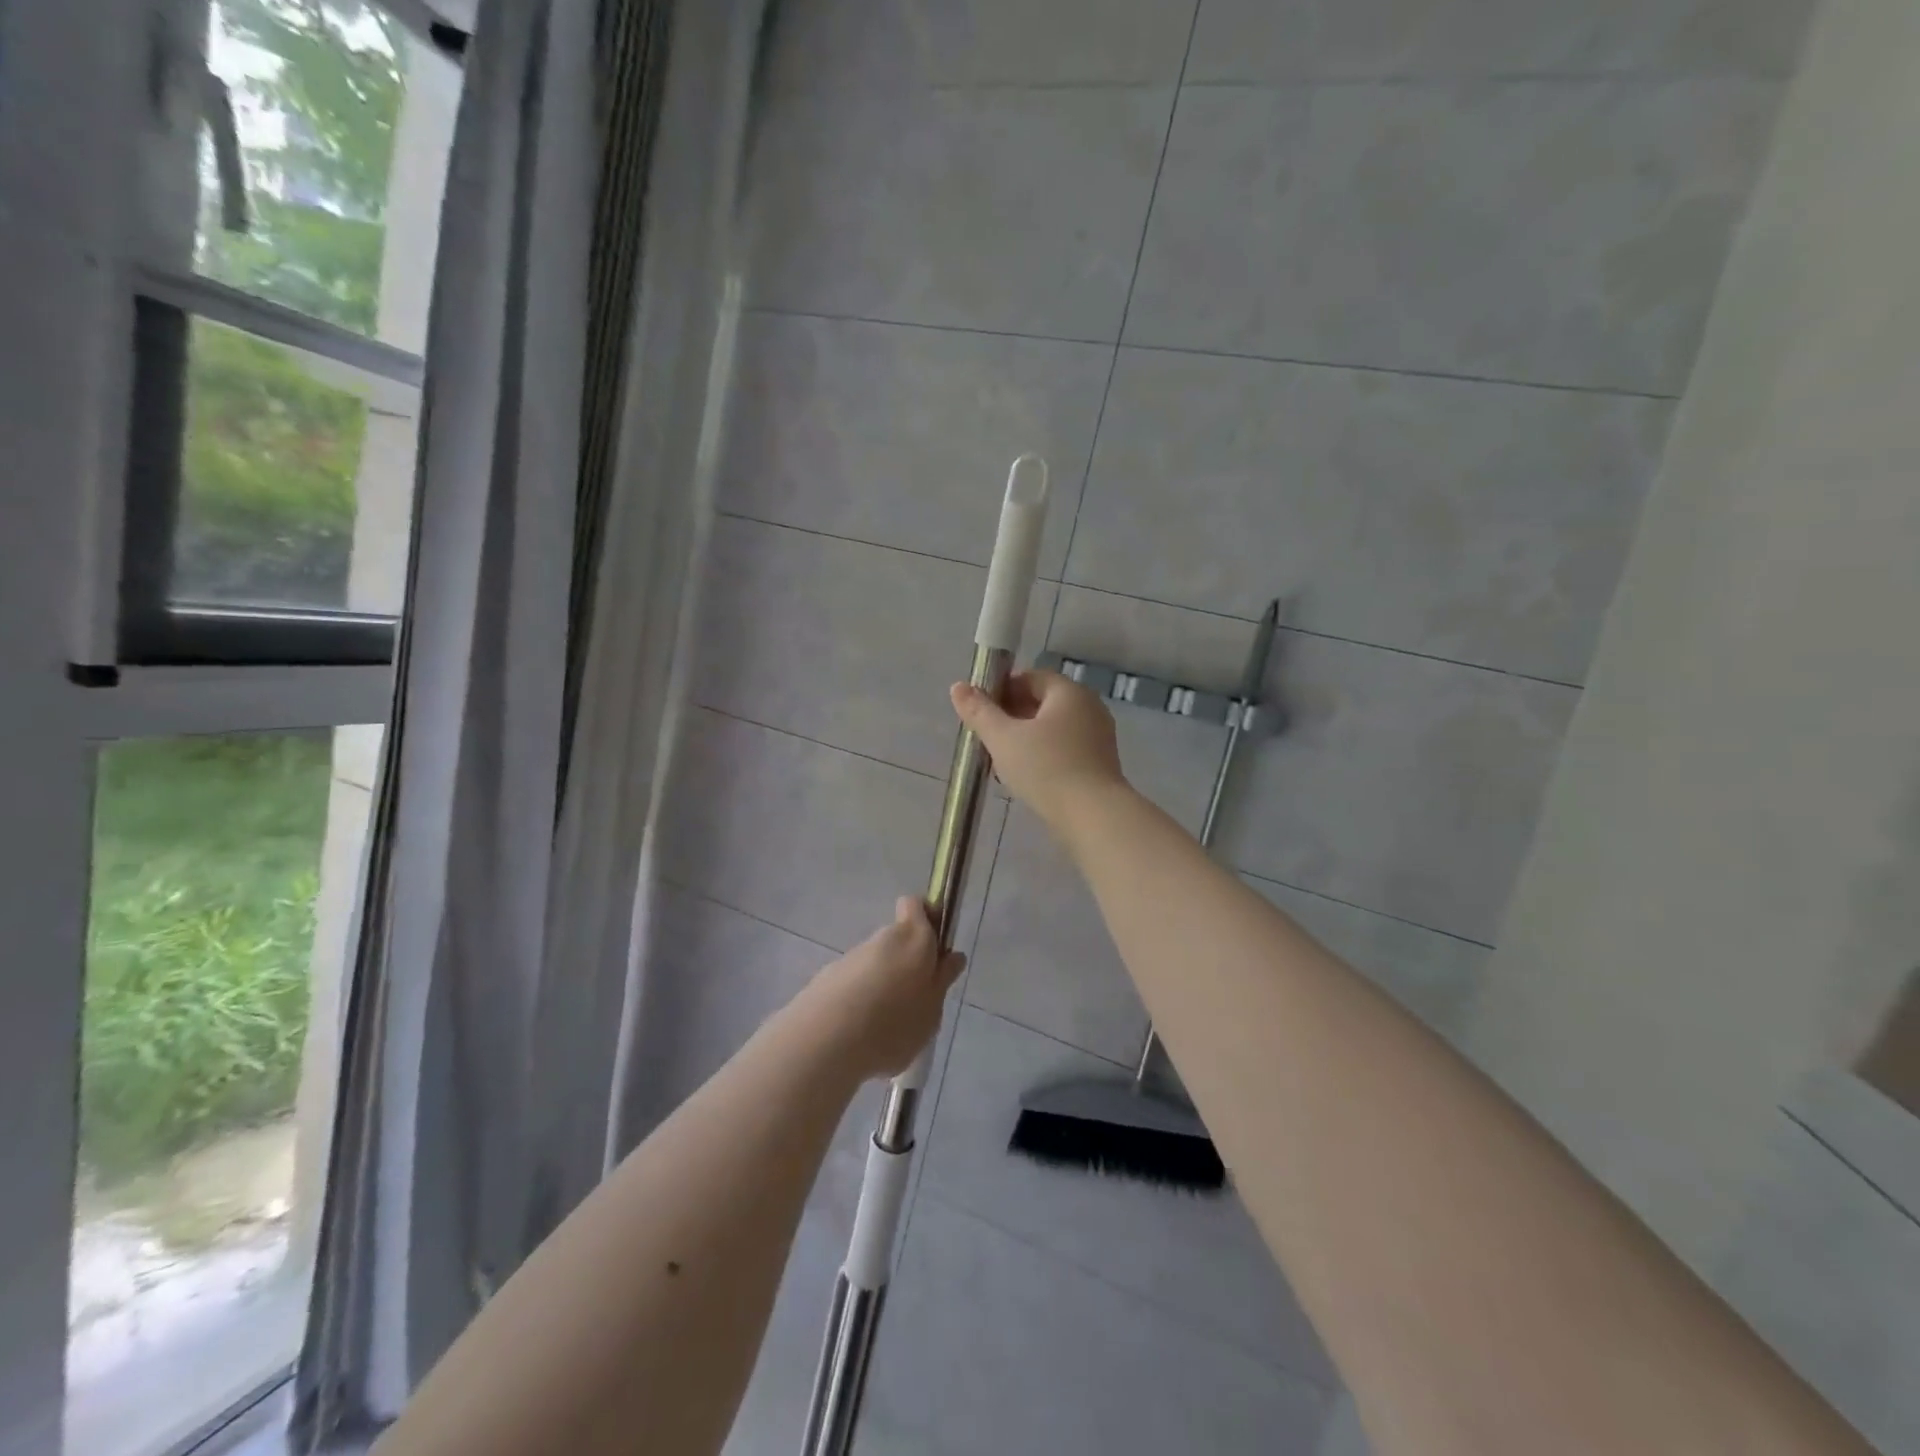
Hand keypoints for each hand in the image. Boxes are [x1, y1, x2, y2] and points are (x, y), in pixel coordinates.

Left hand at [802, 898, 965, 1080]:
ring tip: (885, 1028)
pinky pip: (854, 984)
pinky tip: (860, 1035)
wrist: (824, 1041)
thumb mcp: (931, 1011)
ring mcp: (852, 957)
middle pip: (898, 939)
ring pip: (875, 963)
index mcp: (914, 939)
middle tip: (914, 1002)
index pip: (917, 905)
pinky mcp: (828, 978)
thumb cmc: (893, 1024)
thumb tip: (952, 957)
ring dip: (882, 985)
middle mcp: (882, 938)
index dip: (926, 920)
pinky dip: (859, 1001)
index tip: (934, 950)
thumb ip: (941, 982)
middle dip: (906, 964)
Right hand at [950, 669, 1128, 835]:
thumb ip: (980, 712)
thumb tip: (957, 687)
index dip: (1001, 690)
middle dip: (1011, 717)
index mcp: (1068, 692)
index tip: (980, 712)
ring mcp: (1098, 736)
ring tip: (1001, 762)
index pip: (1030, 678)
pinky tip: (1026, 778)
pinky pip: (1065, 749)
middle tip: (987, 739)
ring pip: (1053, 729)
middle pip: (1042, 702)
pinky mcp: (1100, 764)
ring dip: (1025, 739)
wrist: (1093, 816)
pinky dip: (1044, 756)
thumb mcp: (1004, 739)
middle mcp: (1088, 707)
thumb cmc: (1046, 769)